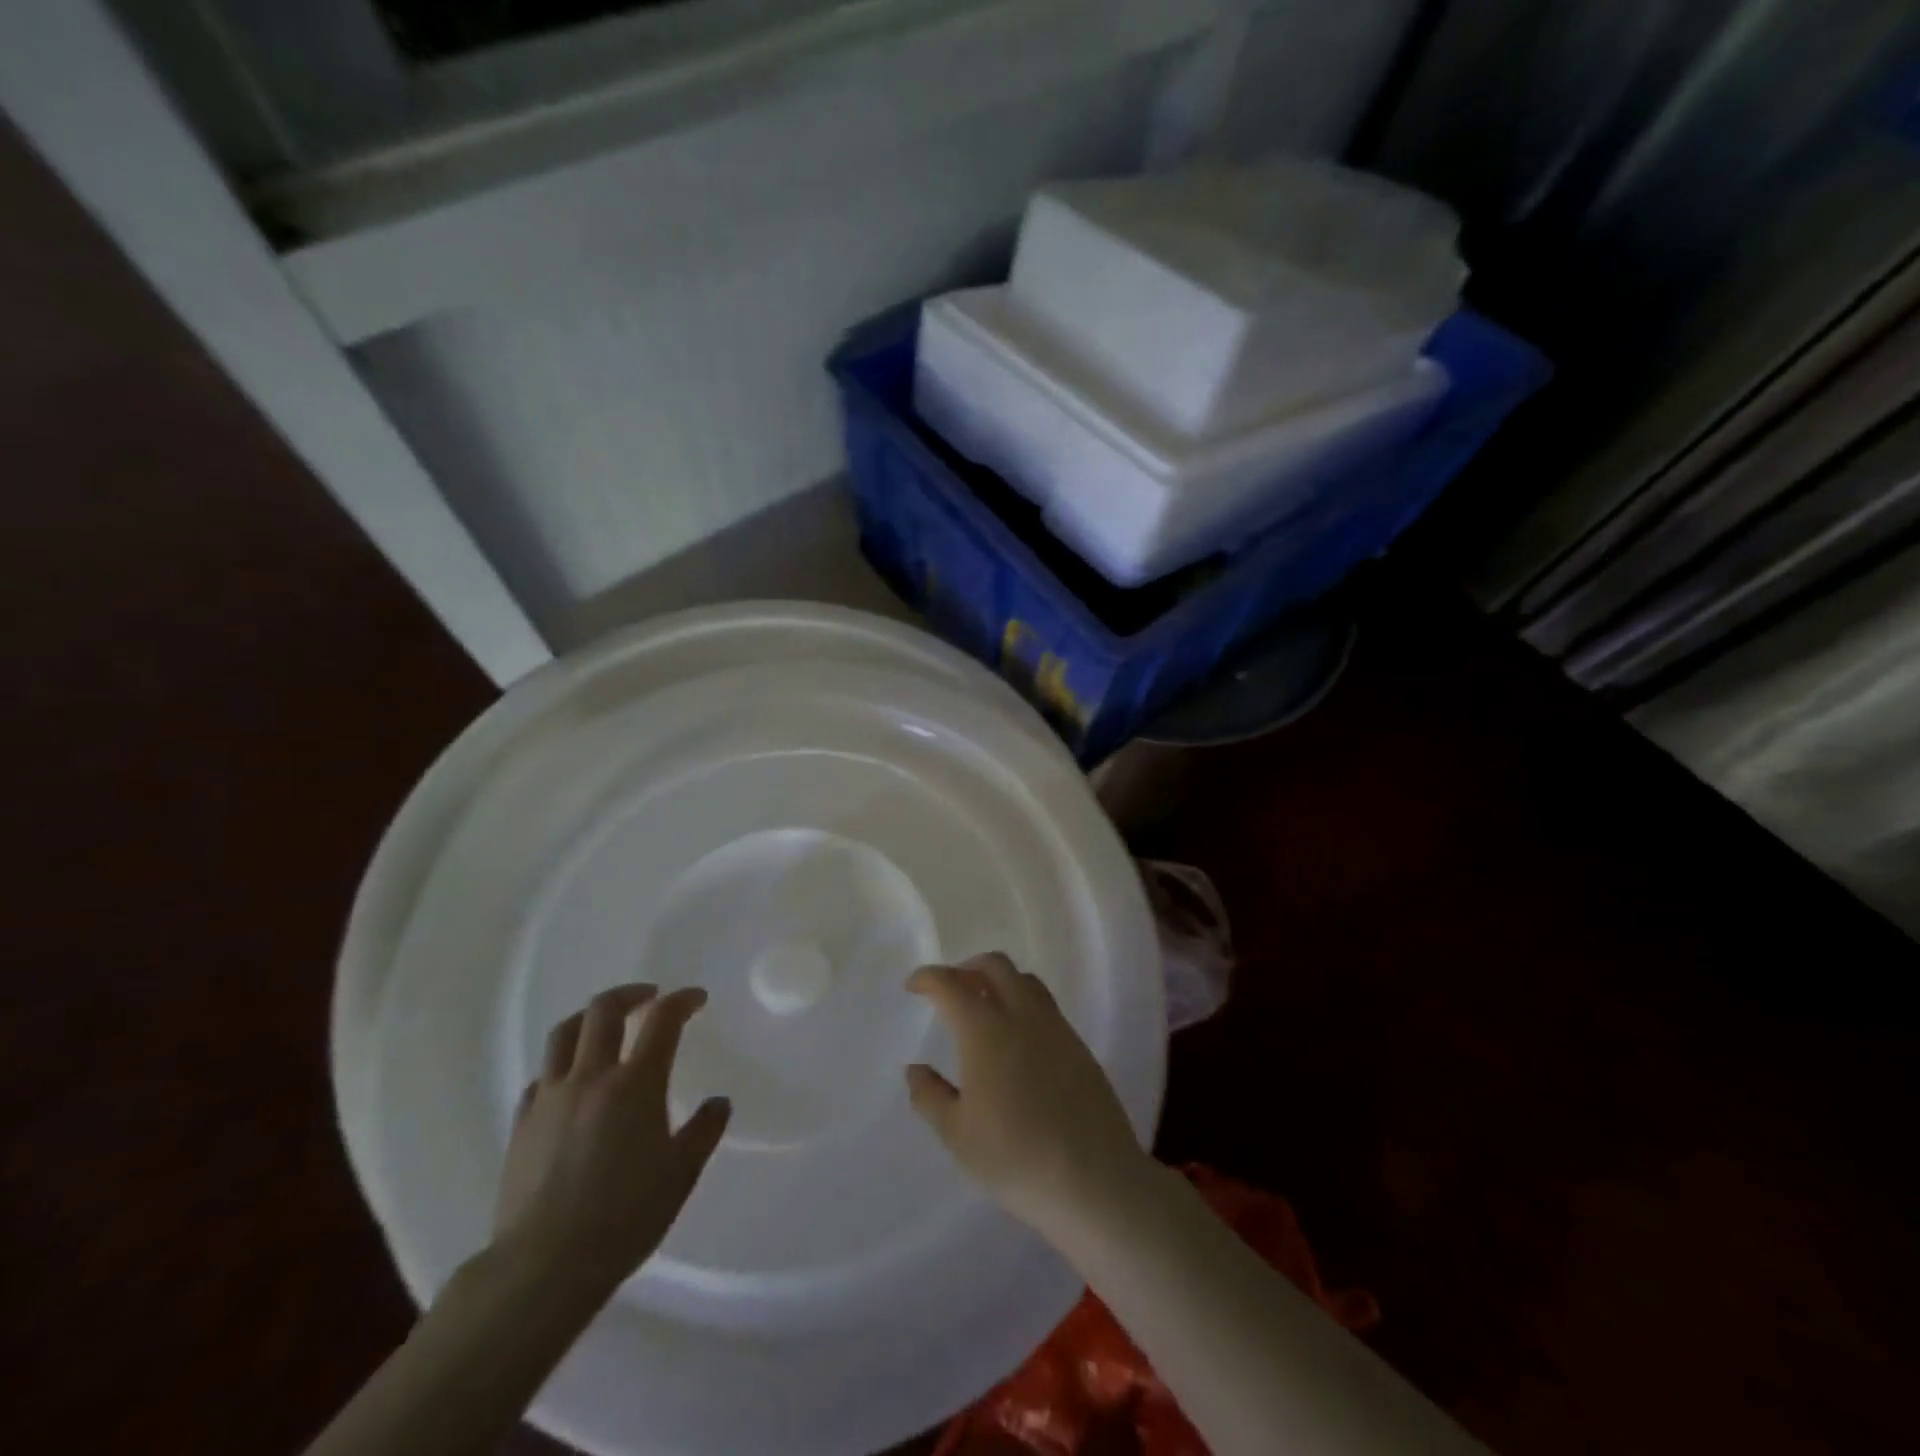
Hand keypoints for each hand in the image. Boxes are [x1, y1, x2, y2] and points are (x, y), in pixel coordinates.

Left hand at [493, 985, 729, 1290]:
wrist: (543, 1266)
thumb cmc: (625, 1216)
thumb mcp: (681, 1174)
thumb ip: (704, 1131)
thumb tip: (718, 1104)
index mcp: (635, 1083)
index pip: (662, 1020)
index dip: (682, 1001)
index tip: (696, 998)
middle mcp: (591, 1078)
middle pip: (604, 1011)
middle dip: (630, 994)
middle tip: (650, 997)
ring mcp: (550, 1099)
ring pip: (563, 1035)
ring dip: (589, 1018)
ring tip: (605, 1023)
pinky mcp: (521, 1125)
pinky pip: (541, 1078)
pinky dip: (561, 1066)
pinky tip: (570, 1082)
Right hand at [904, 954, 1149, 1237]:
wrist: (1094, 1180)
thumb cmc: (1015, 1157)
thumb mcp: (957, 1135)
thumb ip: (930, 1096)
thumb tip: (915, 1069)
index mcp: (985, 1030)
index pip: (951, 984)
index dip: (928, 977)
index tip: (913, 986)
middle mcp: (1022, 1015)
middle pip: (994, 965)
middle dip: (966, 967)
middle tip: (949, 989)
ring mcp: (1056, 1027)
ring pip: (1025, 980)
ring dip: (999, 979)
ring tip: (984, 1006)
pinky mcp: (1079, 1046)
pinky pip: (1046, 1005)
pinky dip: (1023, 1002)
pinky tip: (1018, 1037)